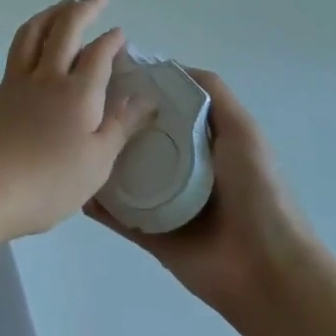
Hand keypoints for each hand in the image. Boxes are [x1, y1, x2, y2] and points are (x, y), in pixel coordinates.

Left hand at [0, 0, 149, 244]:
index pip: (99, 56)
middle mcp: (44, 78)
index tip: (120, 31)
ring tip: (57, 7)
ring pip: (27, 38)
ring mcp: (8, 84)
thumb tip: (145, 97)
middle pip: (64, 32)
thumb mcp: (97, 164)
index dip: (111, 40)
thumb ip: (121, 126)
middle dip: (83, 9)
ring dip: (44, 18)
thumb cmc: (46, 184)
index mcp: (77, 94)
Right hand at [87, 69, 310, 327]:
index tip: (105, 73)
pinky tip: (76, 186)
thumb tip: (169, 66)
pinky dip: (98, 204)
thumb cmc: (258, 192)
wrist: (267, 270)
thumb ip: (213, 94)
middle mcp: (182, 169)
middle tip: (76, 106)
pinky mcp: (151, 235)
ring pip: (124, 176)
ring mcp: (164, 203)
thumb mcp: (242, 130)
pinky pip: (118, 216)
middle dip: (114, 124)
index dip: (140, 91)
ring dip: (101, 162)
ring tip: (68, 142)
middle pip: (140, 140)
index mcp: (203, 143)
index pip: (164, 109)